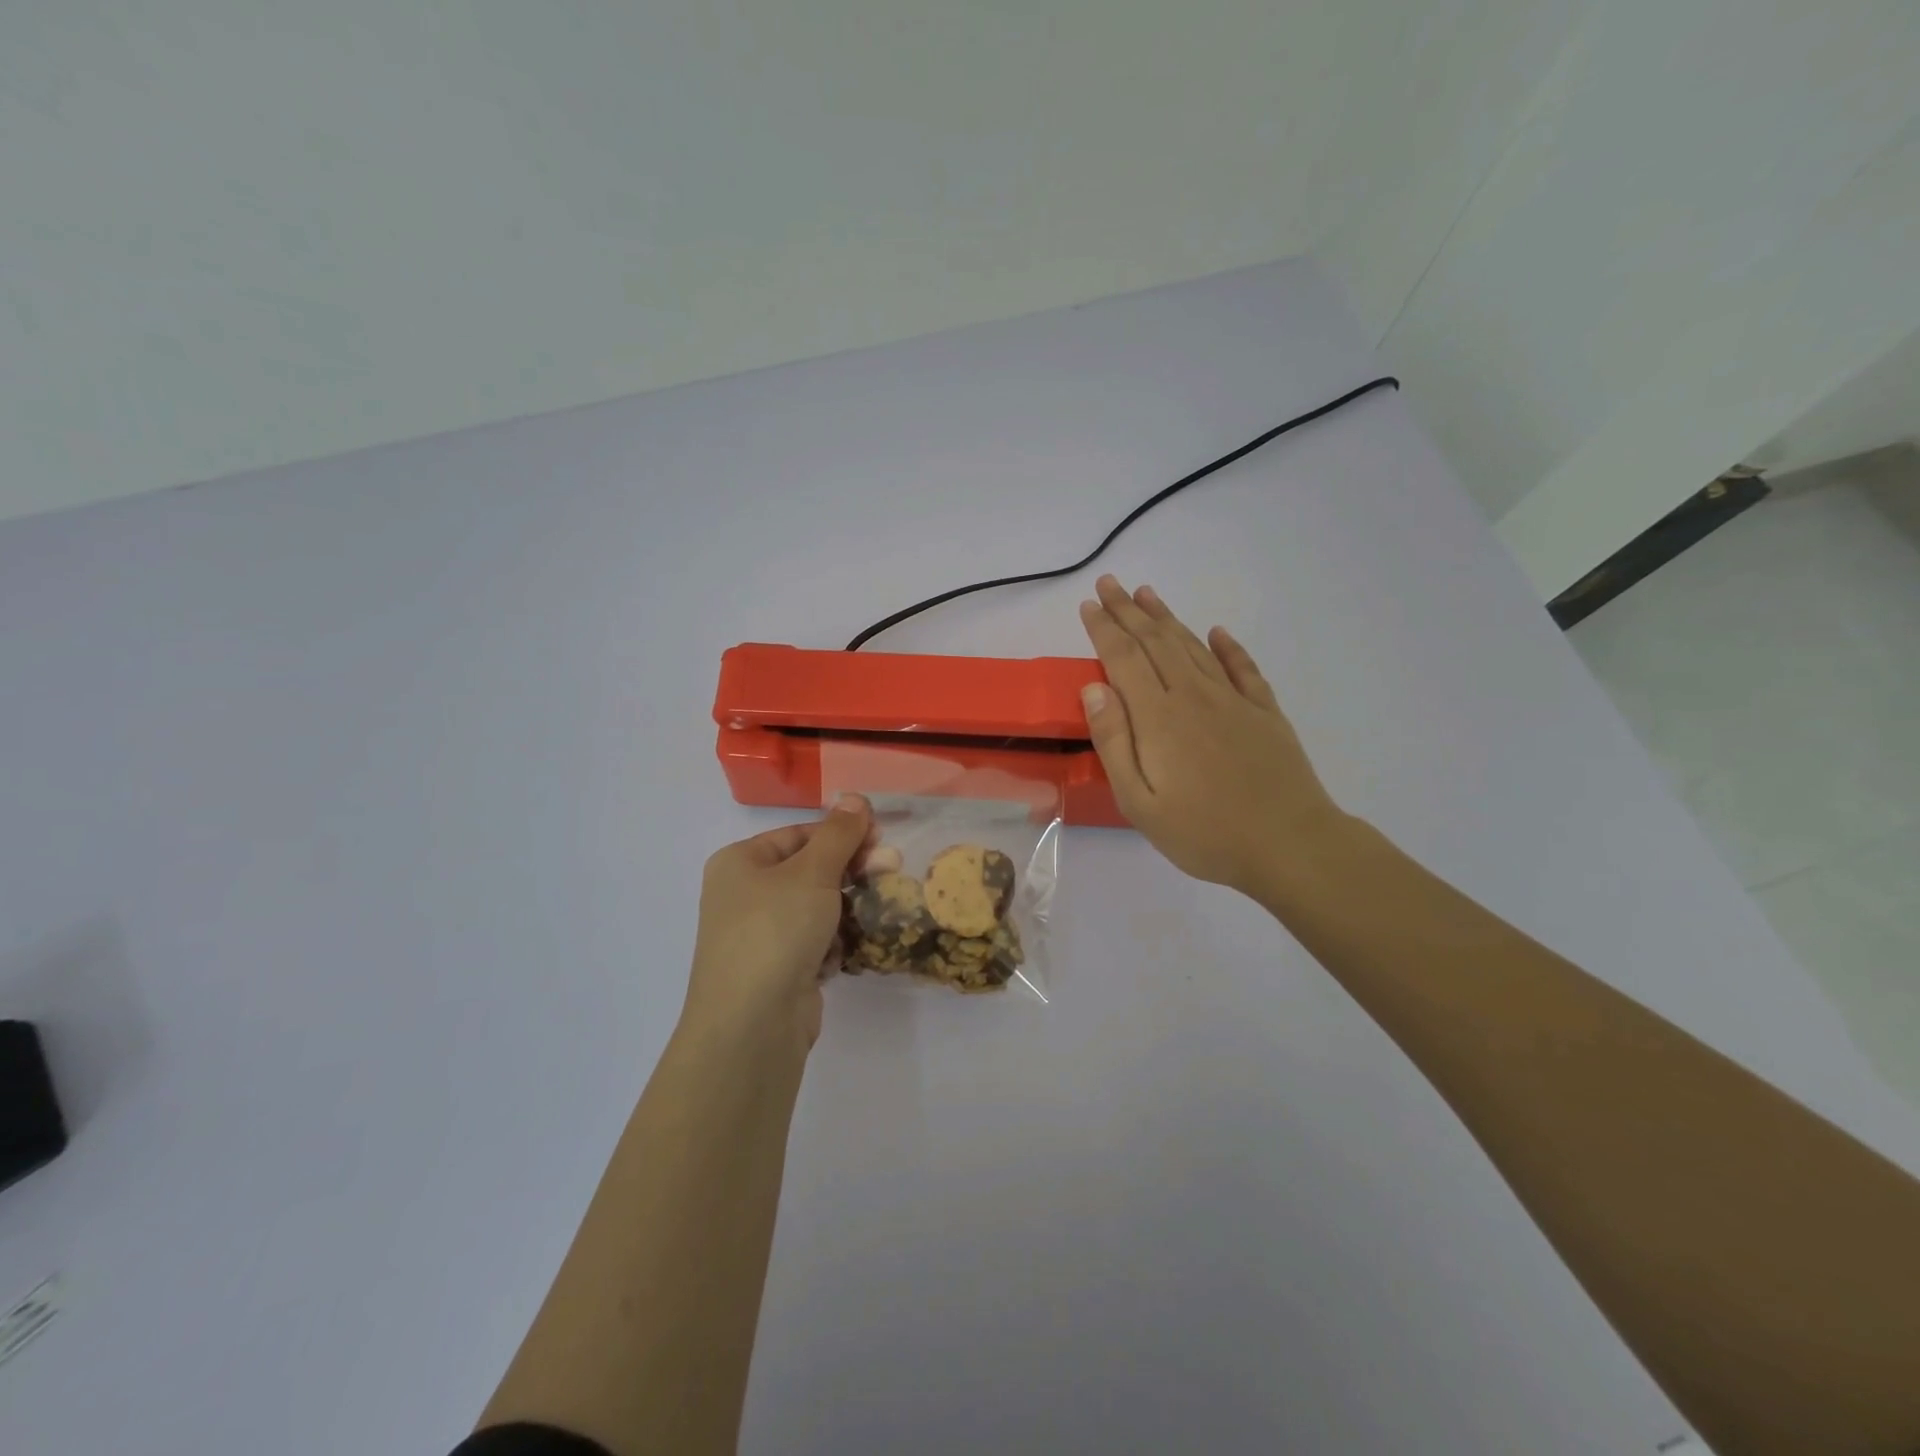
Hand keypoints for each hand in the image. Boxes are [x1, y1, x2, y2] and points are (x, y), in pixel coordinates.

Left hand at [681, 795, 872, 1058]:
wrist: (752, 1024)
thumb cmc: (777, 930)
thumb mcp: (812, 872)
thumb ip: (839, 834)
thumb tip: (855, 796)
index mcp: (740, 863)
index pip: (800, 834)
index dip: (842, 834)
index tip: (882, 839)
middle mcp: (743, 895)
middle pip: (809, 870)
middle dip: (851, 871)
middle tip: (892, 869)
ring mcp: (759, 936)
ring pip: (815, 908)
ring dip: (845, 909)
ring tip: (872, 913)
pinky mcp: (777, 970)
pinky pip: (813, 943)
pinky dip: (832, 944)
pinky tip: (841, 954)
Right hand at [1078, 575, 1350, 900]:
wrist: (1289, 845)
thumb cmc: (1204, 833)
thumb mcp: (1139, 802)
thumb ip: (1114, 741)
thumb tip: (1094, 688)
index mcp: (1158, 717)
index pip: (1123, 658)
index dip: (1104, 628)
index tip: (1088, 605)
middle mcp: (1193, 696)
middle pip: (1156, 641)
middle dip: (1128, 610)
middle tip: (1109, 583)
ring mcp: (1233, 700)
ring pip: (1193, 646)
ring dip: (1167, 618)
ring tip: (1147, 594)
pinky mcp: (1264, 712)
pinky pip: (1242, 667)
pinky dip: (1227, 646)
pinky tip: (1217, 631)